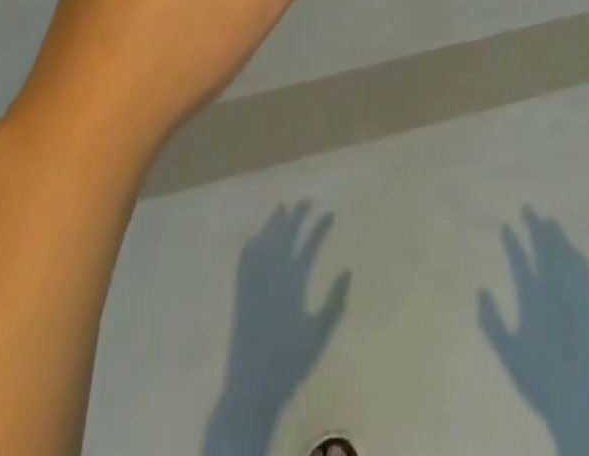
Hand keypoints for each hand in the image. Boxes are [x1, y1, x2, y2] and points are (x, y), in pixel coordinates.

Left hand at [204, 201, 350, 454]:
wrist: (251, 388)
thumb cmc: (290, 361)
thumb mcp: (319, 334)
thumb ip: (334, 302)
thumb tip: (347, 270)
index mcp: (293, 284)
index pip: (308, 247)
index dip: (319, 229)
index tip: (330, 213)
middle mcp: (272, 277)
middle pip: (284, 238)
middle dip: (296, 217)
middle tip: (306, 200)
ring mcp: (254, 285)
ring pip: (263, 245)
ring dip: (273, 225)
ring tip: (281, 208)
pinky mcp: (241, 297)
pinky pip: (245, 263)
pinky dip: (251, 246)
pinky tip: (253, 238)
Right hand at [478, 208, 588, 455]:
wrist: (576, 397)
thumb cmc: (538, 378)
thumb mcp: (508, 354)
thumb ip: (491, 322)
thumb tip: (481, 290)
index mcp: (533, 300)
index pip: (520, 262)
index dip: (512, 243)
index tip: (505, 225)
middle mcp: (553, 290)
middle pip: (544, 249)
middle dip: (535, 226)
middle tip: (527, 207)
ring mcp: (572, 296)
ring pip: (564, 255)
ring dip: (556, 235)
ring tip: (549, 221)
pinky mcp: (587, 305)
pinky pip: (582, 271)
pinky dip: (575, 255)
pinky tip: (573, 250)